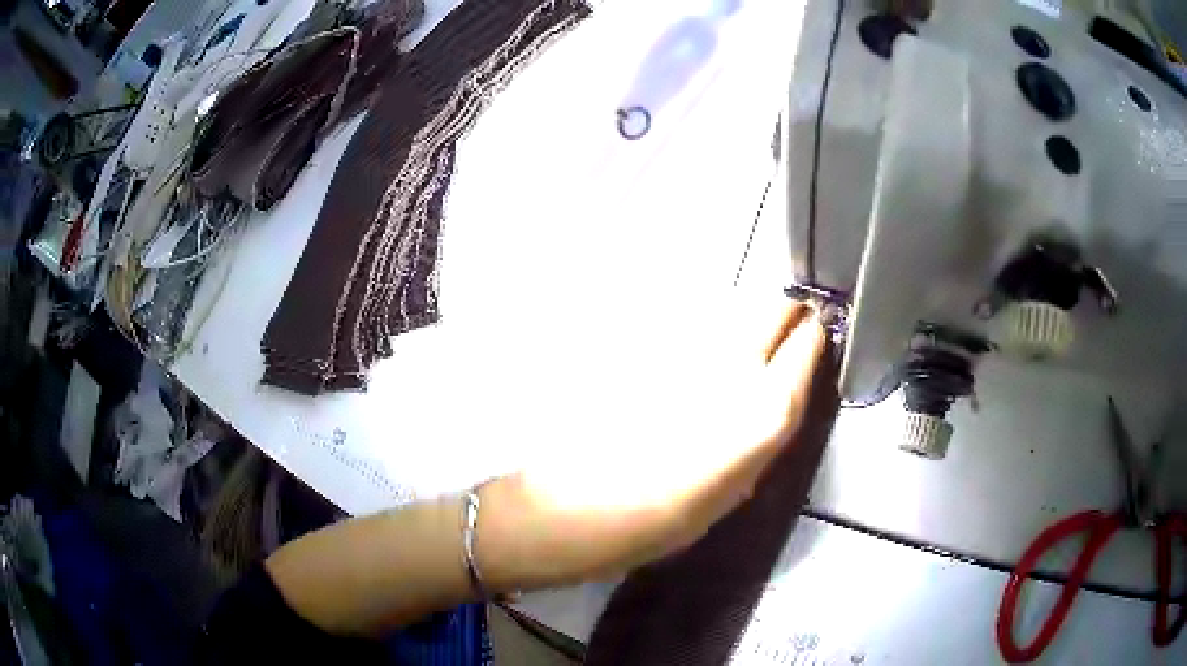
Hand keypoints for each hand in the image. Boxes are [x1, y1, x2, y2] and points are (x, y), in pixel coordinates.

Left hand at [476, 301, 826, 591]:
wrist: (575, 508)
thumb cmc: (659, 522)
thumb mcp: (729, 494)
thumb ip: (756, 442)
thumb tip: (767, 410)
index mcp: (764, 411)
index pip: (805, 347)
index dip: (813, 338)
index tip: (815, 336)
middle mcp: (734, 368)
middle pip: (772, 309)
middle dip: (784, 315)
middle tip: (784, 331)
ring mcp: (689, 352)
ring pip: (732, 313)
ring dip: (743, 325)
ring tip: (735, 352)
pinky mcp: (649, 349)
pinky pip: (692, 332)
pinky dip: (703, 340)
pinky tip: (688, 367)